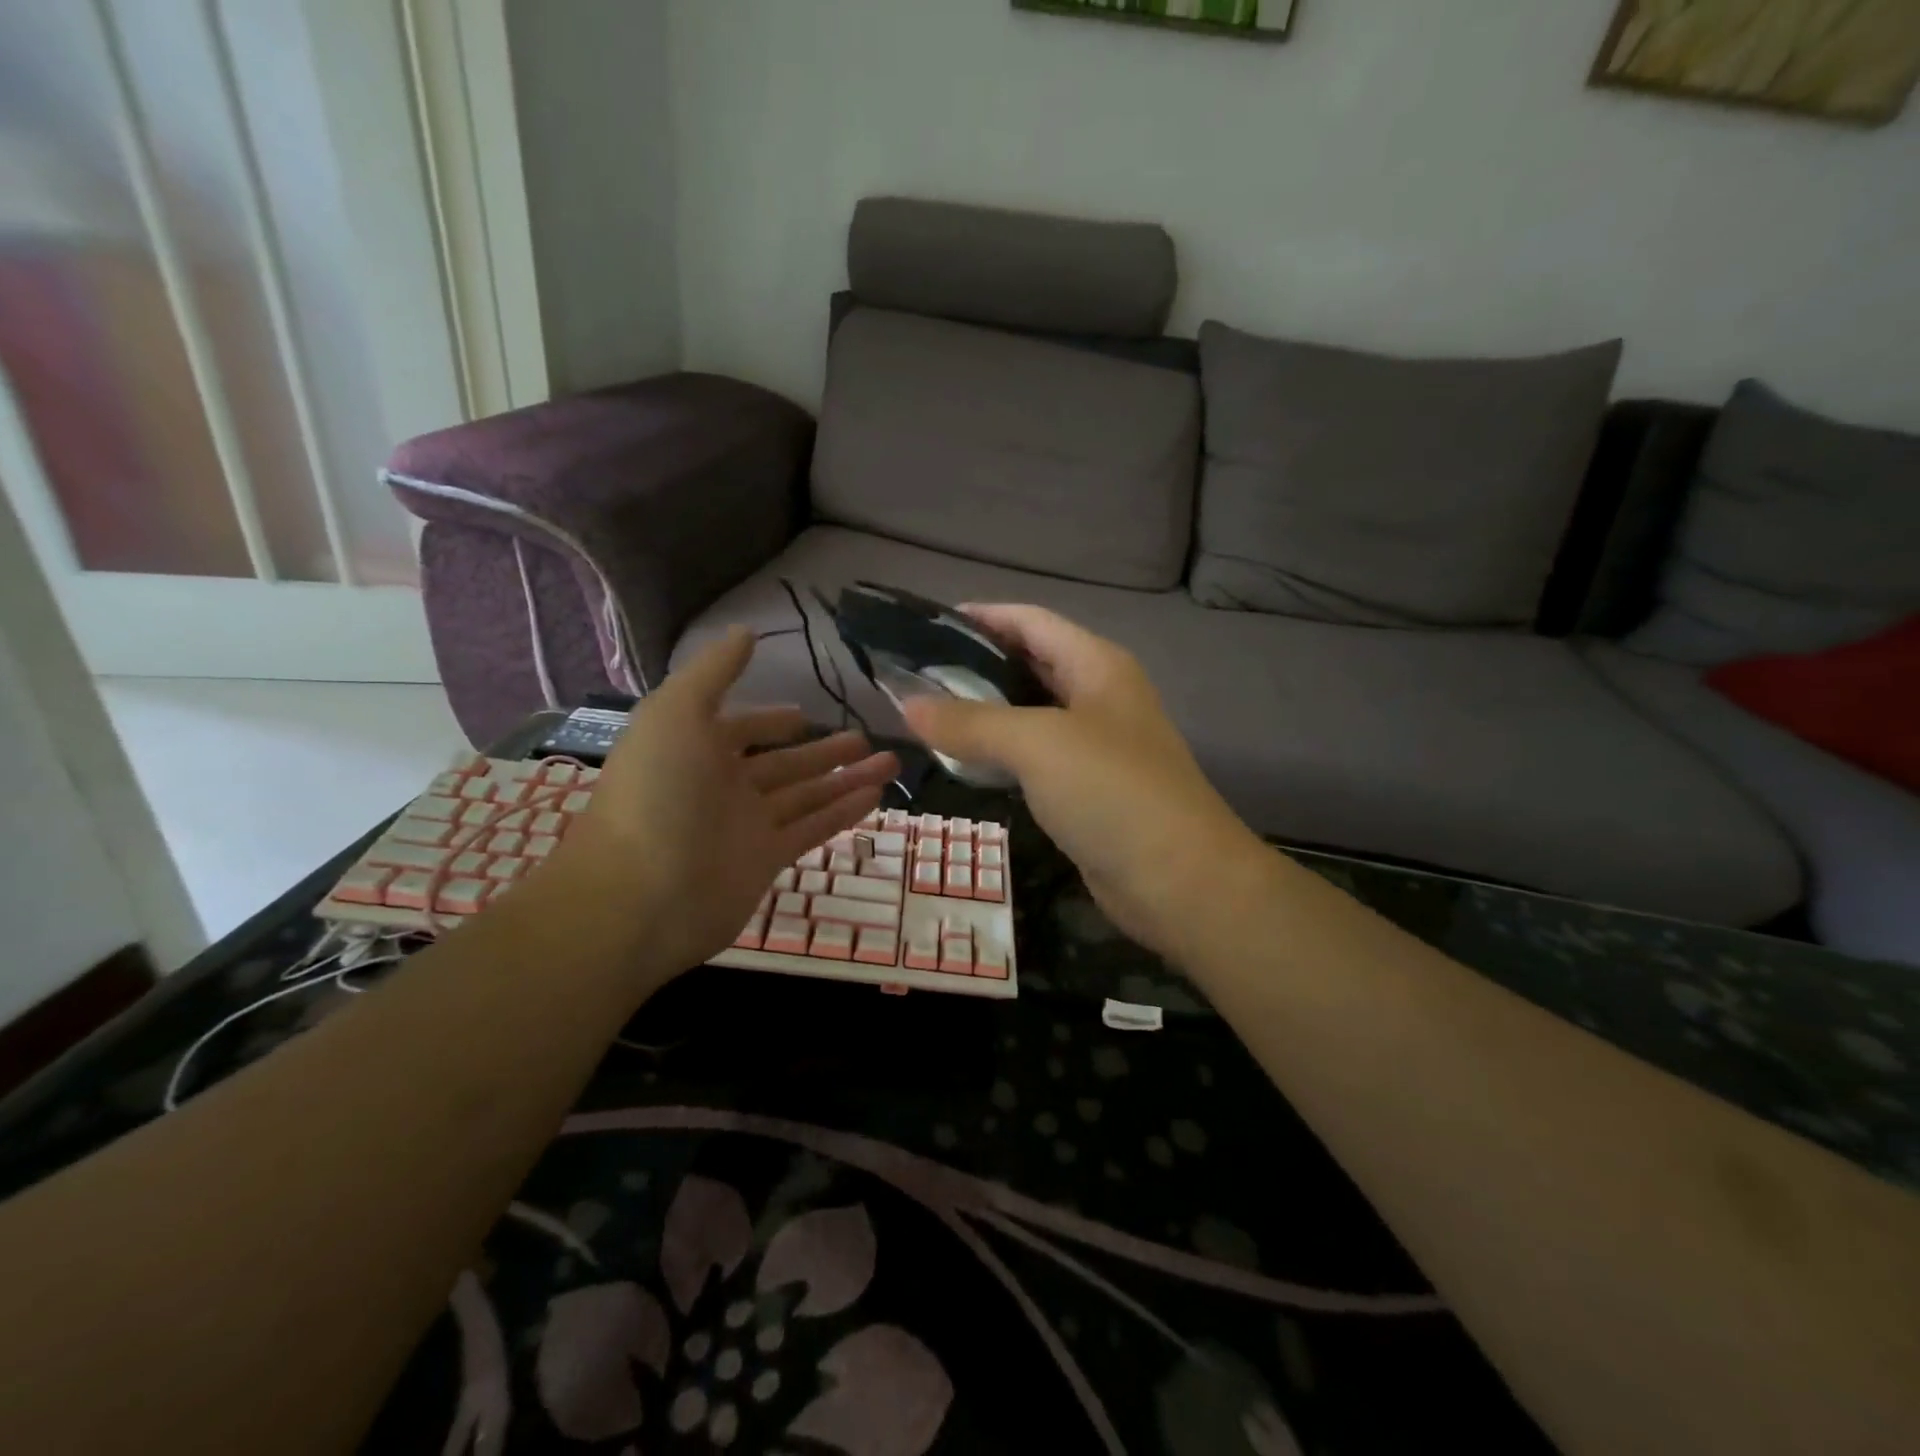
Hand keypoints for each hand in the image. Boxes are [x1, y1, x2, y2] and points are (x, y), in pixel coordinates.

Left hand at [543, 627, 899, 971]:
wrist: (639, 894)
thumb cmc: (656, 792)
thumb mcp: (677, 712)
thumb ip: (714, 671)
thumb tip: (746, 630)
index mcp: (696, 749)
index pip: (740, 730)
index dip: (770, 721)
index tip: (804, 716)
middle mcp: (722, 786)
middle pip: (784, 764)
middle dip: (825, 751)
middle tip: (867, 738)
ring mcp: (745, 826)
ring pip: (807, 795)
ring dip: (847, 778)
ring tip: (891, 762)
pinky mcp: (766, 860)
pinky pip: (812, 828)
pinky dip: (843, 812)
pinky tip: (876, 795)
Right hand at [899, 605, 1267, 964]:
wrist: (1179, 880)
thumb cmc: (1112, 791)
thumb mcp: (1037, 744)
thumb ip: (971, 721)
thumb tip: (906, 705)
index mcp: (1097, 665)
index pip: (1031, 621)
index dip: (983, 616)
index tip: (927, 624)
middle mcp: (1099, 696)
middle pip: (1031, 663)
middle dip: (977, 664)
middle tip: (917, 673)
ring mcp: (1096, 745)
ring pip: (1030, 714)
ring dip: (984, 711)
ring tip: (928, 714)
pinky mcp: (1088, 789)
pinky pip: (1035, 757)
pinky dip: (1000, 753)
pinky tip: (964, 760)